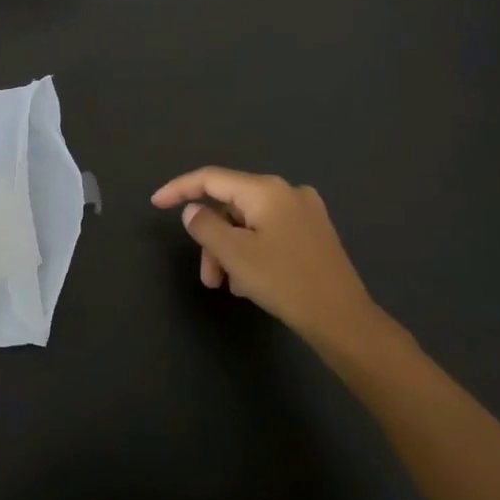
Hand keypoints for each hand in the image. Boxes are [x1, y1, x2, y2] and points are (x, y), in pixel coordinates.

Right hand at [151, 167, 394, 350]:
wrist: (344, 320)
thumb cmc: (285, 282)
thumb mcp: (234, 255)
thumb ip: (205, 226)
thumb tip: (193, 211)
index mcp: (266, 190)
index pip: (211, 179)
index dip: (179, 189)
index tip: (155, 203)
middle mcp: (287, 192)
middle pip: (231, 206)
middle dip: (212, 239)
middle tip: (208, 277)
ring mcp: (305, 212)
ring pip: (249, 223)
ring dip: (231, 251)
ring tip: (230, 287)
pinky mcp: (314, 234)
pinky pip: (268, 233)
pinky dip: (251, 252)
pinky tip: (251, 284)